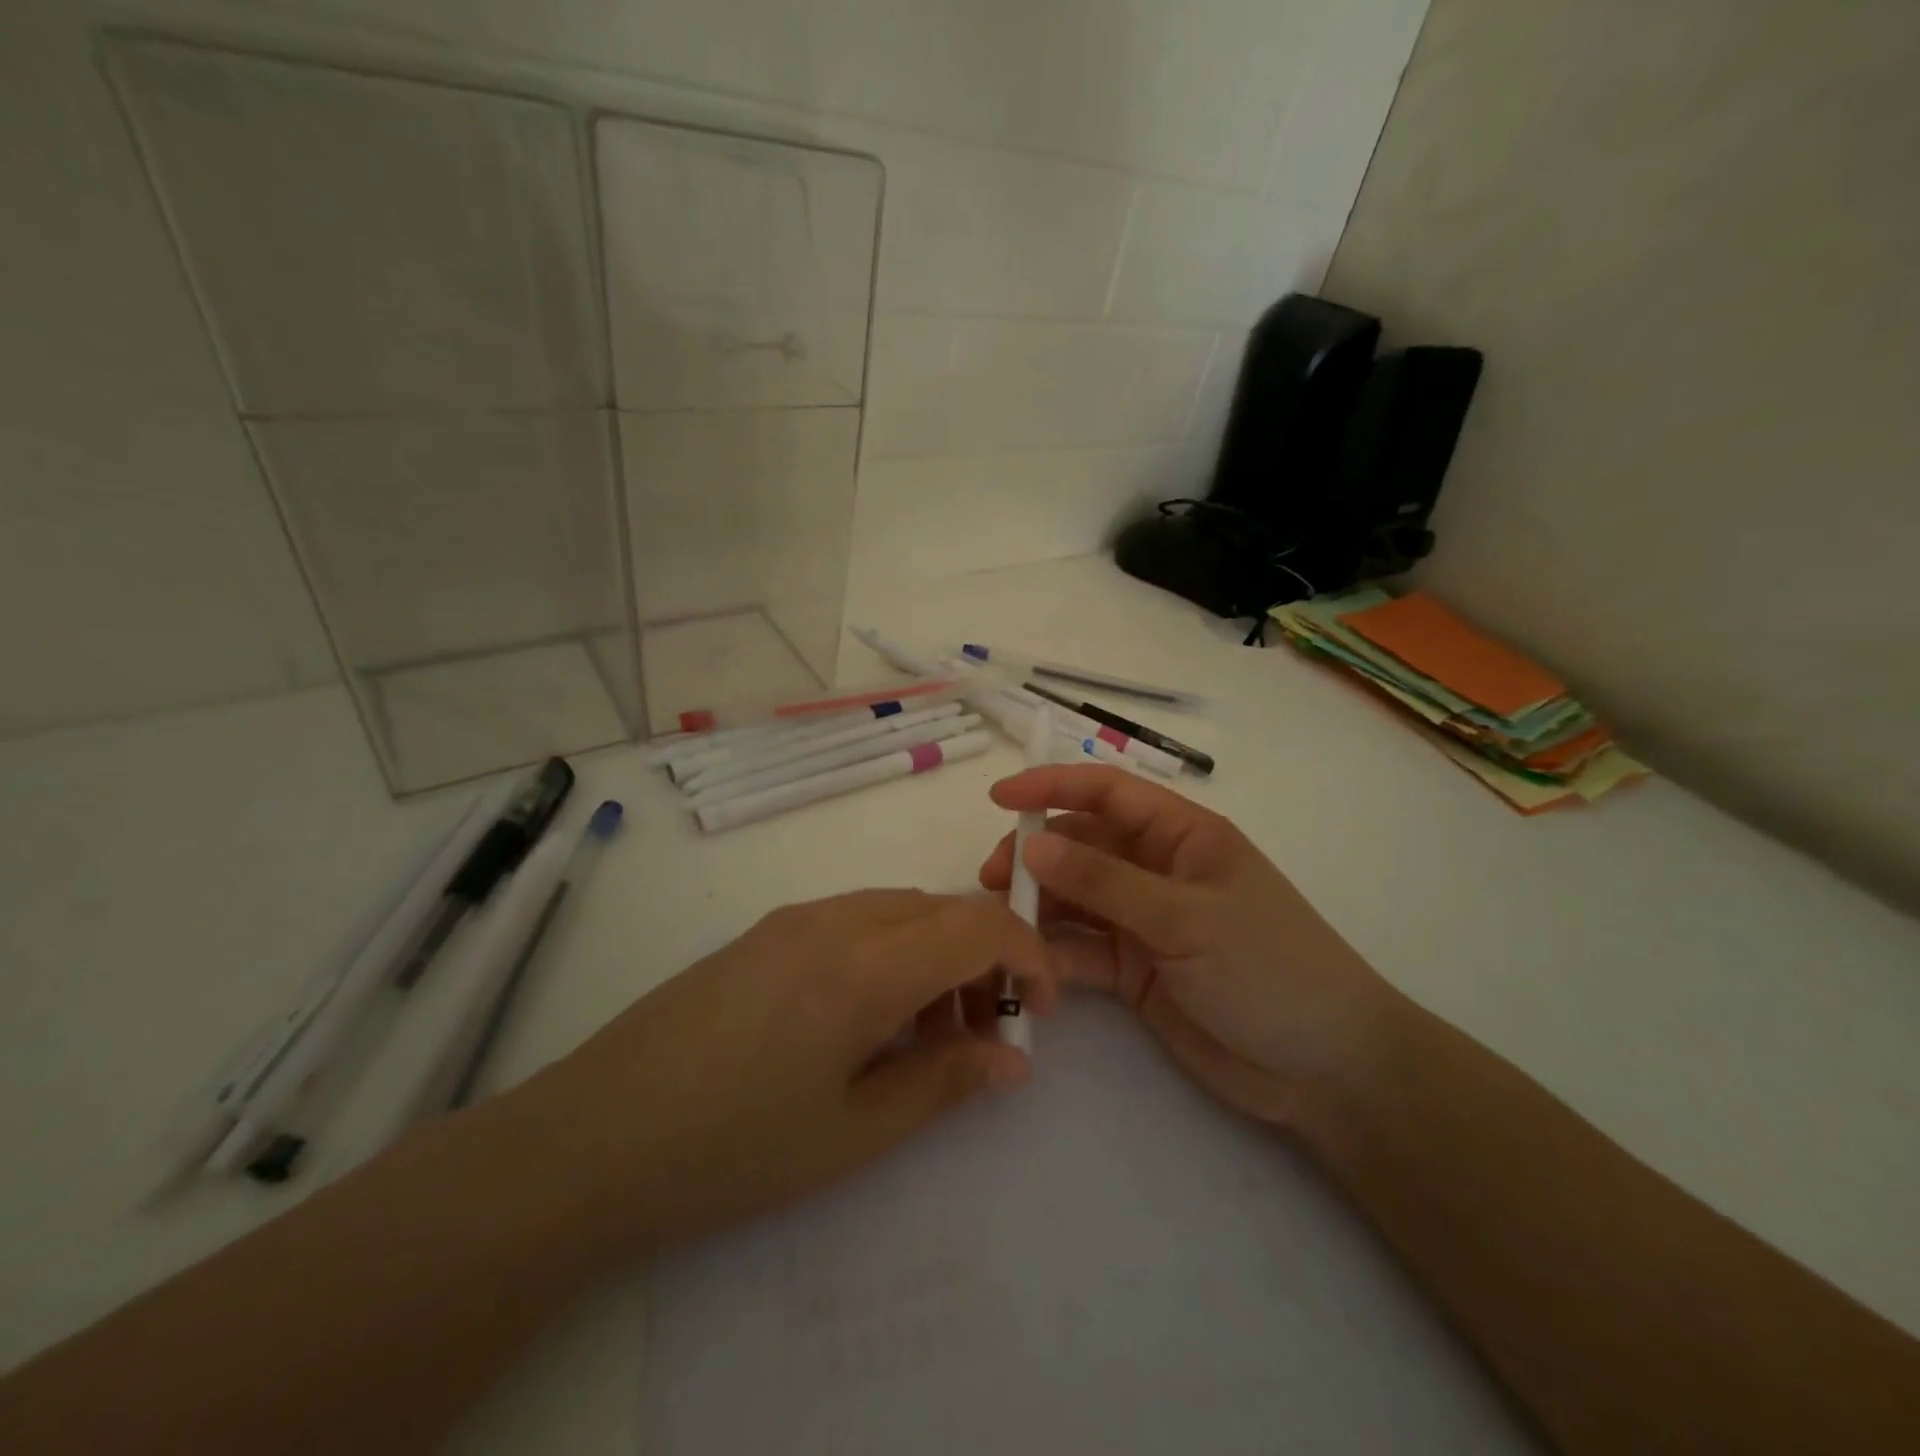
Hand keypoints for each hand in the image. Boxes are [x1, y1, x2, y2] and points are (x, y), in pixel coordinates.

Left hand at [511, 889, 1055, 1254]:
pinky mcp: (767, 931)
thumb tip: (1013, 1059)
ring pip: (902, 909)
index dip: (1029, 957)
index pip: (979, 926)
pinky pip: (857, 919)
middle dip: (987, 958)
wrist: (592, 1137)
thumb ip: (944, 1082)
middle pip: (944, 908)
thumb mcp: (854, 1131)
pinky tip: (870, 1016)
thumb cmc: (732, 1148)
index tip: (1042, 1012)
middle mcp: (836, 918)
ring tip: (929, 1032)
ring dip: (939, 953)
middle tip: (988, 1031)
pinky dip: (893, 951)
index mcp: (866, 964)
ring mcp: (795, 918)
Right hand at [979, 765, 1394, 1127]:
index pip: (1107, 792)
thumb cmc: (1269, 967)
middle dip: (1035, 854)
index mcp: (1182, 835)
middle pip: (1081, 844)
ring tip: (1001, 926)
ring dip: (1037, 905)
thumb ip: (1105, 882)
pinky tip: (1031, 970)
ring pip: (1074, 898)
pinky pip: (1082, 949)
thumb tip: (1032, 844)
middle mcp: (1157, 869)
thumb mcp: (1186, 917)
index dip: (1052, 786)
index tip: (999, 799)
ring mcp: (1144, 921)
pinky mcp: (1134, 970)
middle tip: (991, 880)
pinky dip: (1054, 955)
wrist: (1323, 1068)